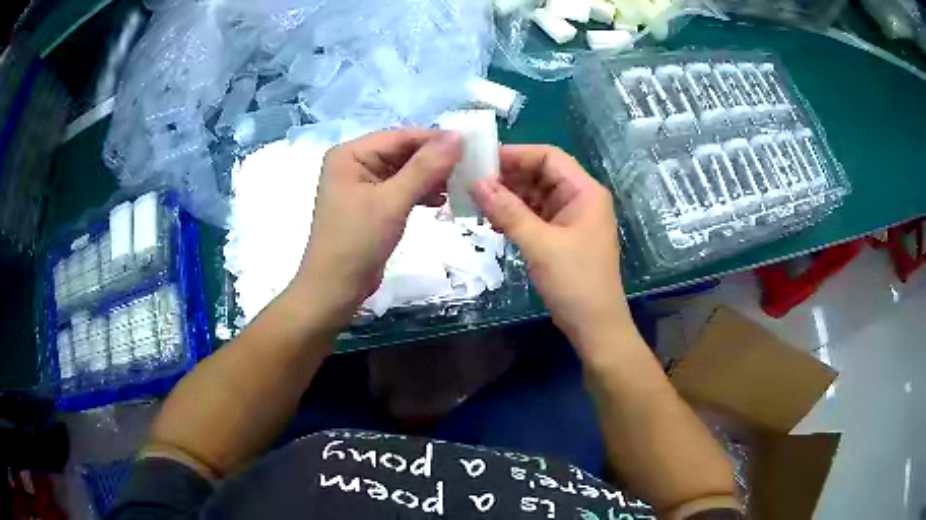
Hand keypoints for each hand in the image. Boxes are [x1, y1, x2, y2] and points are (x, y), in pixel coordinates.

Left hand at [289, 129, 461, 325]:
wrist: (335, 289)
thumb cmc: (357, 242)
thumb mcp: (392, 202)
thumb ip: (425, 168)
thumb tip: (457, 137)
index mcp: (351, 154)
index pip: (399, 136)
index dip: (434, 139)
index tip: (470, 145)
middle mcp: (355, 163)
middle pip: (402, 152)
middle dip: (433, 161)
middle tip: (468, 168)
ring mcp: (363, 185)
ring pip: (404, 171)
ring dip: (430, 178)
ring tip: (458, 186)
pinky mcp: (372, 205)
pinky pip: (401, 189)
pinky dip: (420, 193)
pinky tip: (440, 201)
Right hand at [470, 145, 630, 352]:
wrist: (595, 326)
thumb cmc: (575, 282)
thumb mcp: (540, 244)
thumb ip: (508, 212)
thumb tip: (476, 183)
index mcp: (584, 191)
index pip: (548, 157)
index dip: (516, 154)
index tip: (481, 161)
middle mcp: (579, 198)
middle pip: (540, 174)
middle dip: (508, 177)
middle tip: (472, 183)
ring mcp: (570, 218)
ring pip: (535, 195)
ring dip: (508, 198)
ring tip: (477, 203)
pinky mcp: (561, 236)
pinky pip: (535, 216)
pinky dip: (515, 216)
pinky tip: (492, 222)